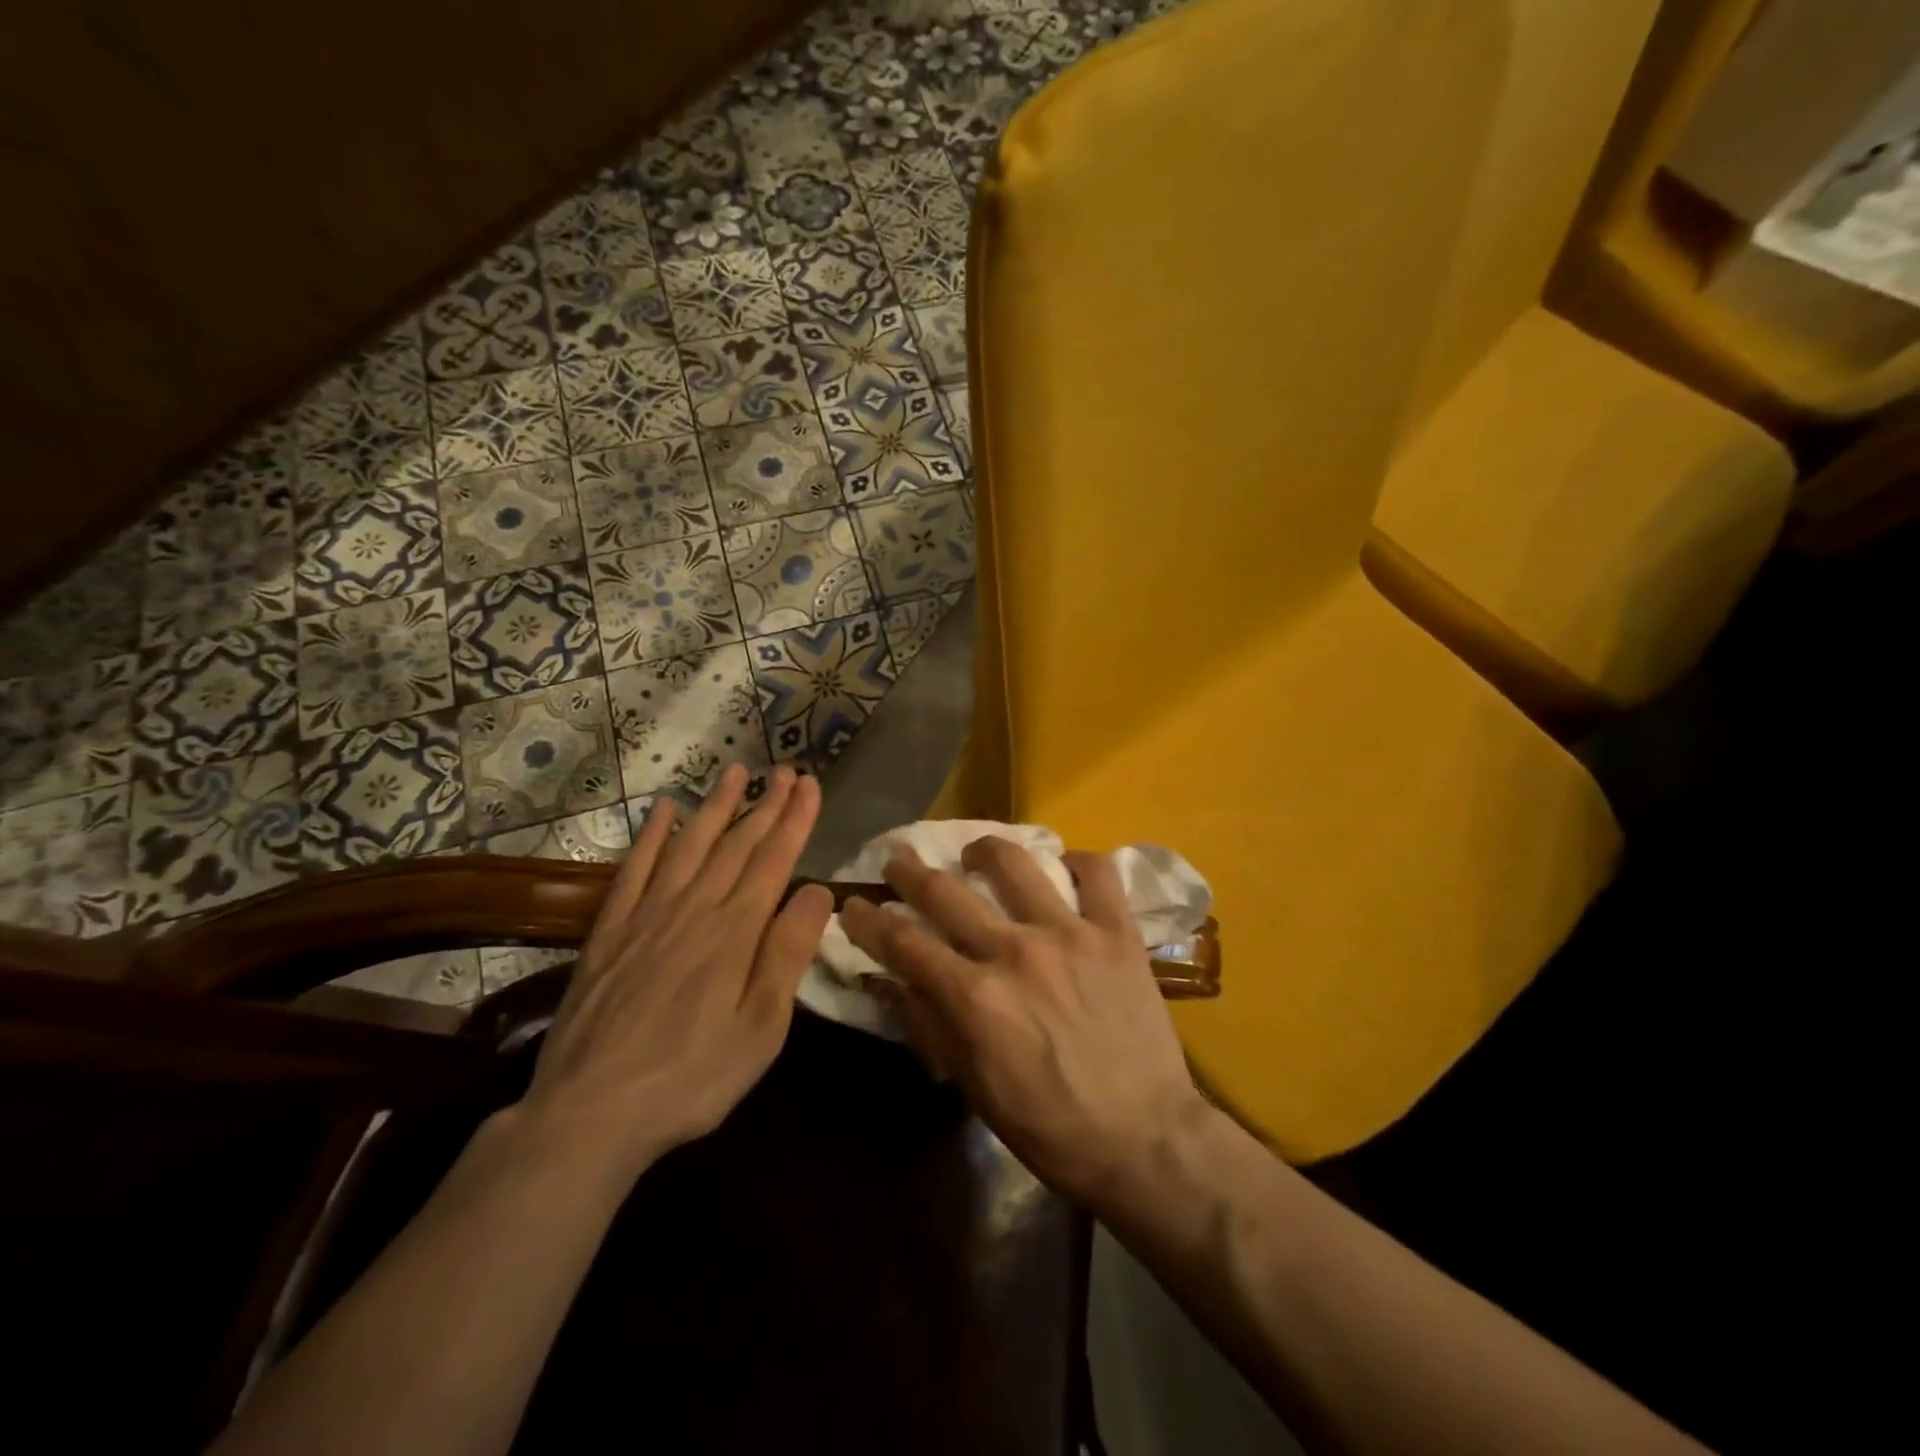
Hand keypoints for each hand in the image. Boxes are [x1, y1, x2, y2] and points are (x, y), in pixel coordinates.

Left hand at [519, 763, 834, 1182]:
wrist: (589, 1112)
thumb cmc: (692, 1077)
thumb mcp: (761, 1027)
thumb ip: (788, 953)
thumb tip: (818, 890)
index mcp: (736, 932)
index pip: (774, 860)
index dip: (795, 819)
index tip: (809, 784)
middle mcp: (694, 909)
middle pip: (736, 844)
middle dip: (765, 804)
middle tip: (784, 769)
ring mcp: (647, 916)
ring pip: (689, 845)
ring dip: (715, 806)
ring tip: (735, 771)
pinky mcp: (610, 932)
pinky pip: (634, 870)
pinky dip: (652, 836)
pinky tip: (662, 810)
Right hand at [841, 837, 1209, 1205]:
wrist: (1145, 1139)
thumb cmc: (1050, 1125)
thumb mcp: (973, 1086)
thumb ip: (929, 1024)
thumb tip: (888, 980)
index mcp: (974, 997)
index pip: (902, 941)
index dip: (867, 919)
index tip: (852, 904)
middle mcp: (1014, 951)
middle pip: (945, 891)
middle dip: (909, 871)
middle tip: (899, 861)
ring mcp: (1070, 934)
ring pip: (1016, 863)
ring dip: (985, 851)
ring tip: (976, 855)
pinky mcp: (1117, 932)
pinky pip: (1096, 873)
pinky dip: (1077, 862)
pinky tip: (1064, 868)